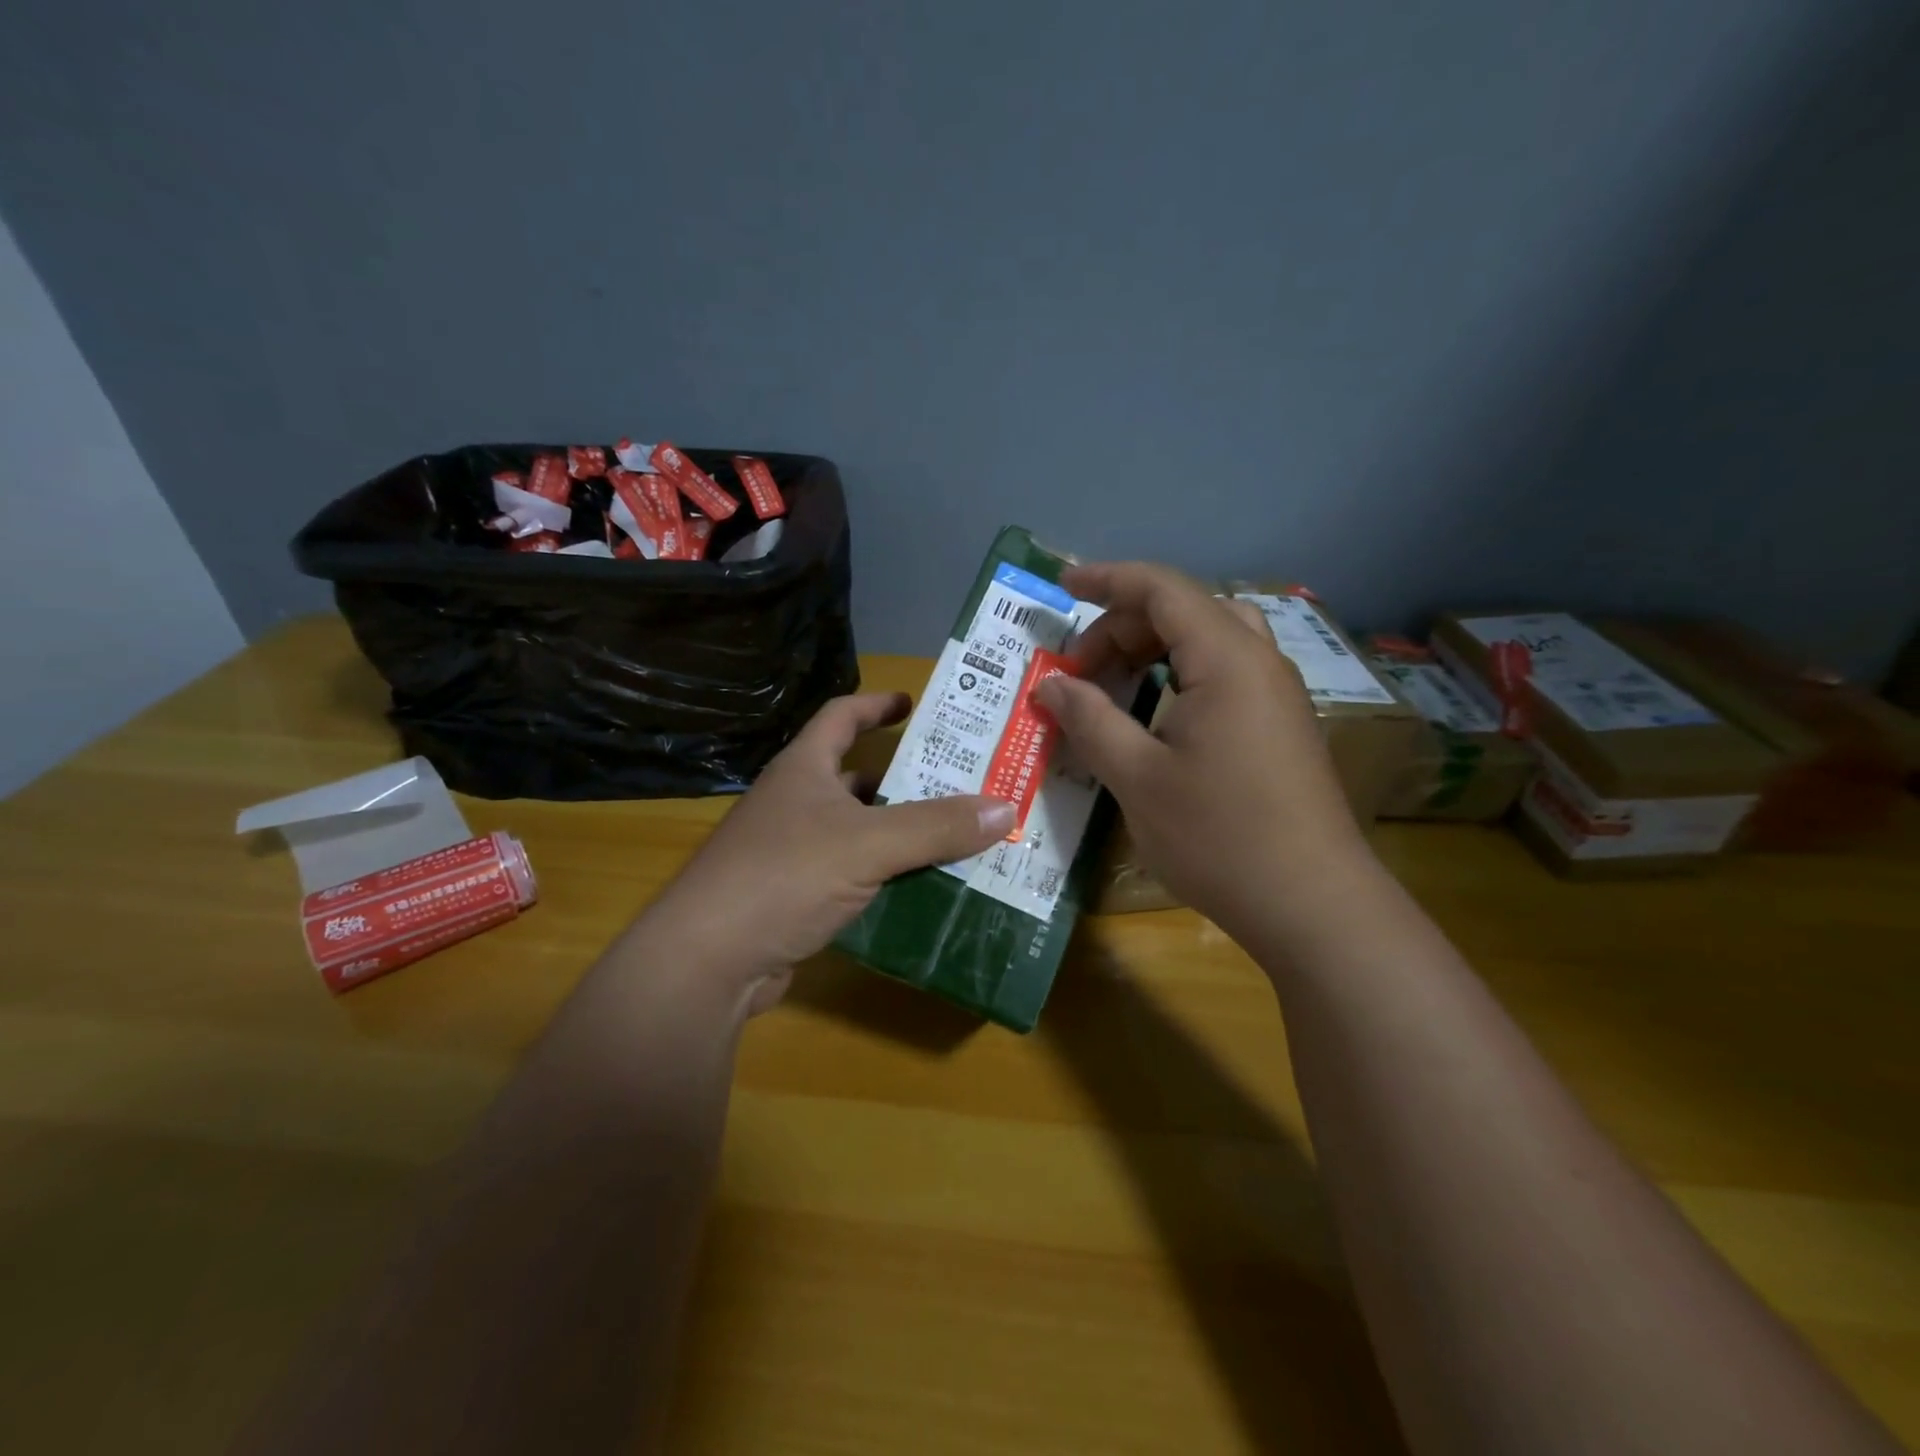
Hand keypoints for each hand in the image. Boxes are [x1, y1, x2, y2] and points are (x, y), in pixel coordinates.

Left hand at [636, 692, 1015, 1013]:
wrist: (709, 961)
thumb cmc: (784, 876)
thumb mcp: (868, 844)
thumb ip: (936, 826)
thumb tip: (1005, 807)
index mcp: (804, 770)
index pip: (841, 716)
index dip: (876, 704)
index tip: (915, 703)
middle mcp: (795, 802)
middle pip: (856, 776)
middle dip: (905, 778)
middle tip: (960, 781)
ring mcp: (791, 851)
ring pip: (858, 829)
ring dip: (900, 831)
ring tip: (955, 834)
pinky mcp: (795, 896)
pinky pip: (853, 873)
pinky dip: (885, 875)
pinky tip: (922, 886)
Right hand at [1034, 563, 1369, 937]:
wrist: (1311, 903)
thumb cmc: (1218, 835)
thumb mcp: (1137, 777)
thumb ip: (1089, 720)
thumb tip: (1050, 685)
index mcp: (1227, 659)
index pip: (1162, 589)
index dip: (1108, 579)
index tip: (1062, 585)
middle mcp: (1259, 662)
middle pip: (1185, 610)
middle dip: (1124, 625)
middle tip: (1078, 671)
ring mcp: (1277, 694)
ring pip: (1209, 640)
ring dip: (1154, 648)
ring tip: (1113, 684)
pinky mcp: (1281, 725)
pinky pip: (1225, 673)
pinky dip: (1180, 675)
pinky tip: (1155, 716)